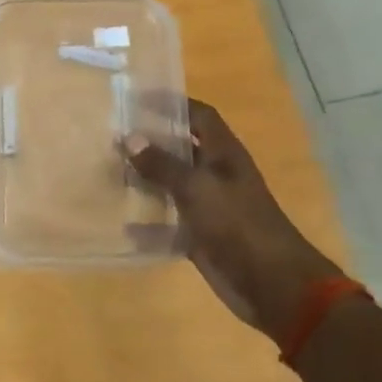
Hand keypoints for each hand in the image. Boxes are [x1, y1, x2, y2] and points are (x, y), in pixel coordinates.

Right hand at [126, 98, 344, 341]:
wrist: (271, 283)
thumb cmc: (238, 225)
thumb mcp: (197, 188)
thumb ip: (162, 164)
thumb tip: (128, 137)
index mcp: (224, 155)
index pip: (199, 116)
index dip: (173, 103)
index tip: (138, 98)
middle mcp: (216, 175)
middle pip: (182, 149)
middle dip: (152, 141)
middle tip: (113, 134)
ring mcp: (208, 206)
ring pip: (172, 184)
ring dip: (146, 179)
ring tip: (109, 170)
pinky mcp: (200, 235)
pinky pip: (168, 221)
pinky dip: (148, 221)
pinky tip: (122, 221)